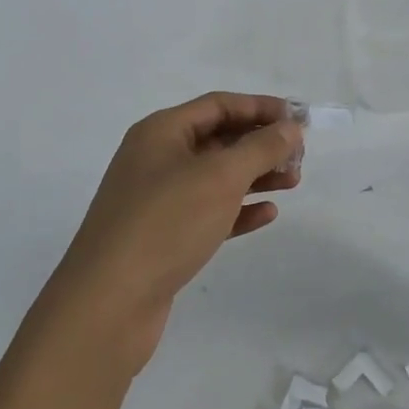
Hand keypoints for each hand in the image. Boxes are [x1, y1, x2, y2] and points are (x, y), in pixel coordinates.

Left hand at [44, 93, 303, 374]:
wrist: (109, 303)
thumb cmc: (166, 223)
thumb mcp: (220, 177)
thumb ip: (260, 148)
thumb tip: (289, 127)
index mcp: (161, 132)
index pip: (218, 105)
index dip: (260, 107)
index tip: (298, 118)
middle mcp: (156, 159)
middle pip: (218, 139)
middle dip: (260, 144)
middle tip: (299, 156)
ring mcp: (157, 200)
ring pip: (215, 178)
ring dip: (255, 176)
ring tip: (293, 183)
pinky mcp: (163, 237)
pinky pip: (208, 213)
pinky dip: (238, 210)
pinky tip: (267, 215)